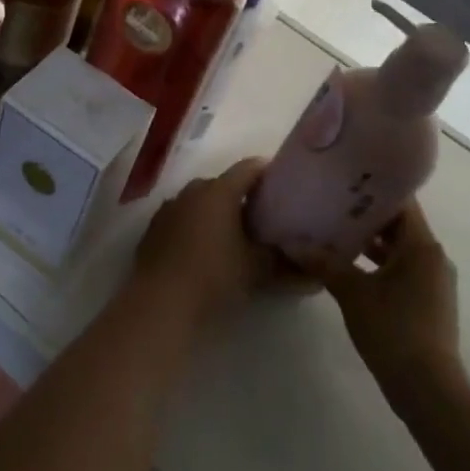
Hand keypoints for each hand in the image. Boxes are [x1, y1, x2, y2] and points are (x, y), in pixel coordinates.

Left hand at [133, 158, 283, 326]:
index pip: (249, 169)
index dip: (268, 173)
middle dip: (242, 198)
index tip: (283, 185)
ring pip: (200, 202)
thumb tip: (315, 275)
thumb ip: (286, 266)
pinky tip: (205, 250)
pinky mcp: (154, 228)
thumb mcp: (256, 270)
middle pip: (223, 185)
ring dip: (217, 213)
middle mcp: (192, 191)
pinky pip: (182, 218)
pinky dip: (196, 226)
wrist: (159, 301)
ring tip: (235, 236)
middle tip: (262, 218)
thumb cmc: (213, 276)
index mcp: (218, 191)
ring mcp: (169, 208)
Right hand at [324, 201, 466, 404]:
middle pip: (399, 225)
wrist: (428, 389)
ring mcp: (434, 281)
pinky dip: (379, 263)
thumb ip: (323, 263)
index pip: (401, 202)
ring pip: (399, 249)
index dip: (374, 189)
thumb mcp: (352, 292)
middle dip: (366, 216)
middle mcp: (433, 257)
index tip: (345, 181)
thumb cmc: (392, 330)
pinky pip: (402, 269)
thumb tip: (290, 242)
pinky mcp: (429, 301)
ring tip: (333, 233)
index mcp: (421, 246)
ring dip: (370, 242)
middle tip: (331, 205)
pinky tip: (349, 267)